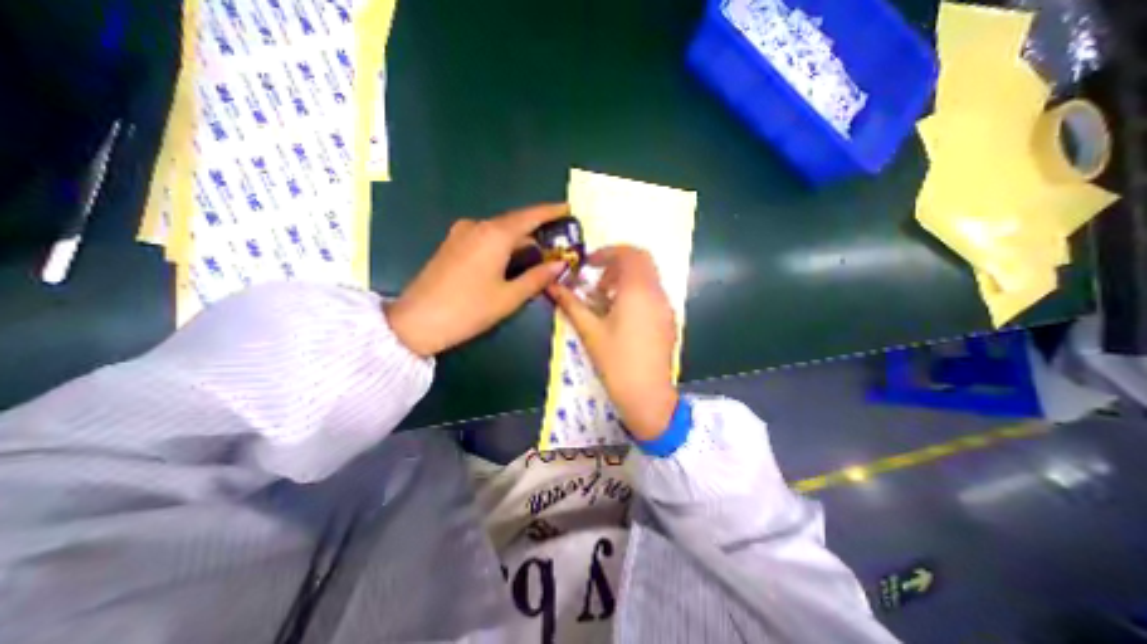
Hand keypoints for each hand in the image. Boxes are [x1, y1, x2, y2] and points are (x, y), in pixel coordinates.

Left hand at [387, 205, 571, 357]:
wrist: (416, 322)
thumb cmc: (469, 309)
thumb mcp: (509, 297)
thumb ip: (537, 278)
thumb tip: (560, 265)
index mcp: (494, 235)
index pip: (530, 216)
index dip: (551, 212)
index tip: (568, 208)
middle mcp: (477, 226)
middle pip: (514, 224)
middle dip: (536, 234)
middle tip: (556, 248)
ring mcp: (461, 234)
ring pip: (500, 232)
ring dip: (519, 243)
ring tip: (536, 260)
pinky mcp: (452, 245)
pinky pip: (485, 239)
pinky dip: (503, 247)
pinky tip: (510, 263)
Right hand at [549, 248, 679, 443]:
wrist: (647, 396)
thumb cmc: (616, 362)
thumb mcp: (590, 331)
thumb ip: (571, 304)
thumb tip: (552, 286)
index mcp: (638, 290)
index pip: (629, 253)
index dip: (607, 253)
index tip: (588, 265)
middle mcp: (656, 293)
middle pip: (642, 261)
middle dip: (617, 264)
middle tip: (597, 282)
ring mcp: (666, 307)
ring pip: (649, 277)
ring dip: (627, 279)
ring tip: (605, 300)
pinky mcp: (668, 320)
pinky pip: (653, 294)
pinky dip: (636, 292)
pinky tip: (621, 315)